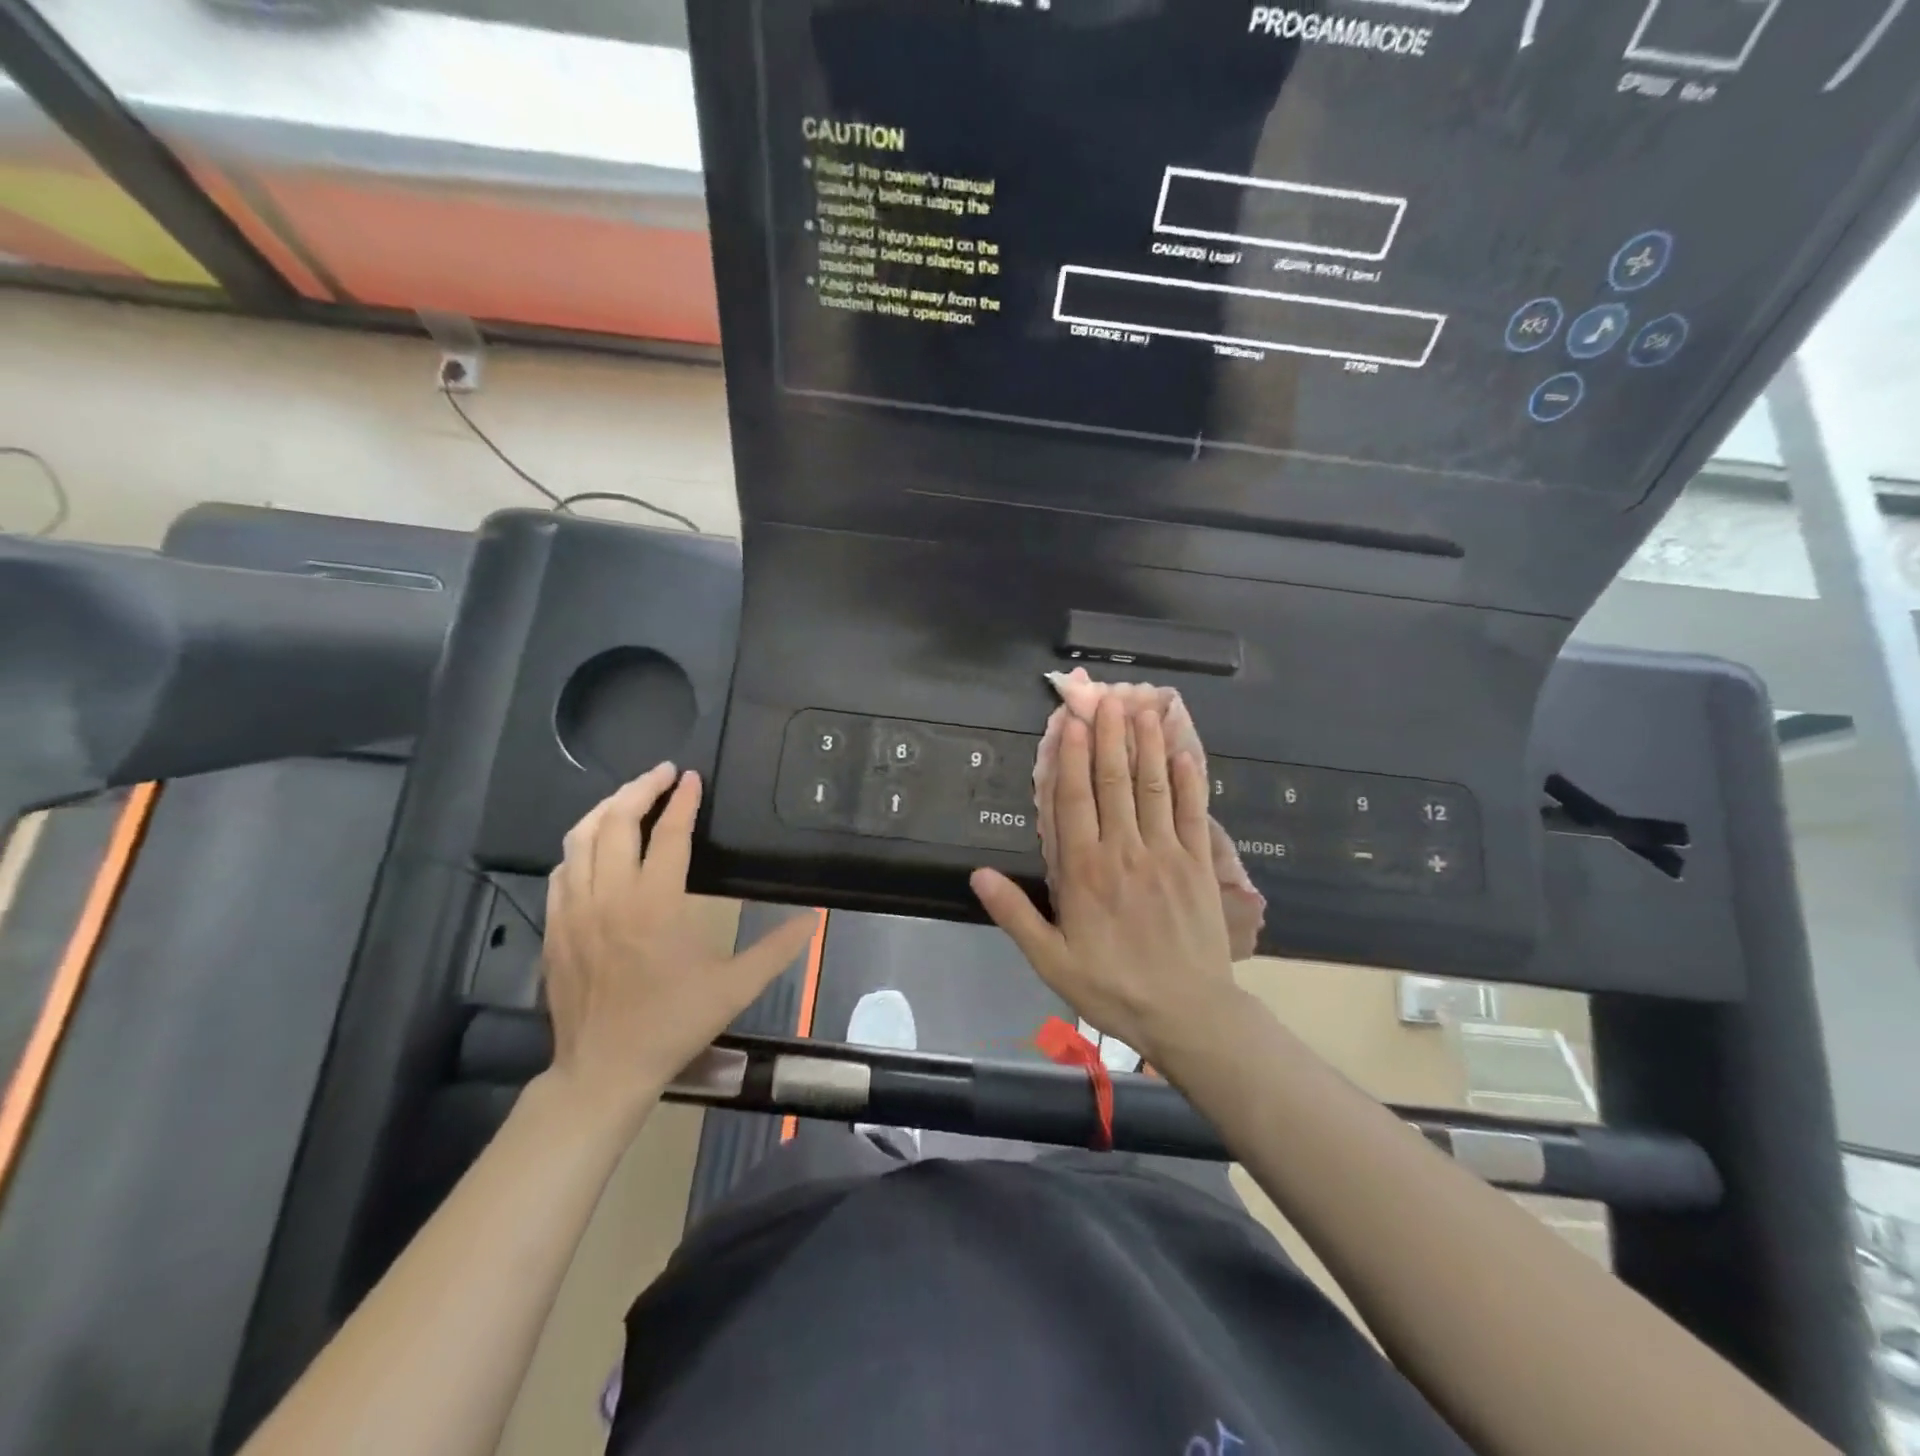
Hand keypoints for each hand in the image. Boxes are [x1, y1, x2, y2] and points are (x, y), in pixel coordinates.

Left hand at [542, 763, 817, 1120]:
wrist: (605, 1069)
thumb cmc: (673, 1024)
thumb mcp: (736, 987)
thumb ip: (778, 948)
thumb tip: (816, 918)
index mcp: (656, 905)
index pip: (669, 834)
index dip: (682, 801)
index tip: (692, 778)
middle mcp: (610, 897)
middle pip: (616, 821)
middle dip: (640, 788)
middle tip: (663, 774)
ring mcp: (575, 911)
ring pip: (580, 838)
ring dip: (605, 808)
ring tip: (629, 796)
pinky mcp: (555, 927)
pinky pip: (561, 869)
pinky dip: (580, 845)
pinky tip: (595, 846)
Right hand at [971, 696, 1240, 1065]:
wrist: (1187, 1014)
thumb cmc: (1111, 987)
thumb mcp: (1050, 960)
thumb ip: (1014, 914)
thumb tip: (977, 874)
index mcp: (1085, 871)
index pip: (1075, 799)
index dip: (1071, 756)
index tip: (1071, 721)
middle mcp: (1125, 850)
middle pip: (1114, 781)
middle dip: (1108, 735)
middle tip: (1105, 697)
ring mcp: (1167, 853)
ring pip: (1153, 787)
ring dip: (1145, 744)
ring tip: (1141, 707)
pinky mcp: (1199, 864)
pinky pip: (1194, 812)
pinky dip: (1188, 779)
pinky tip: (1182, 751)